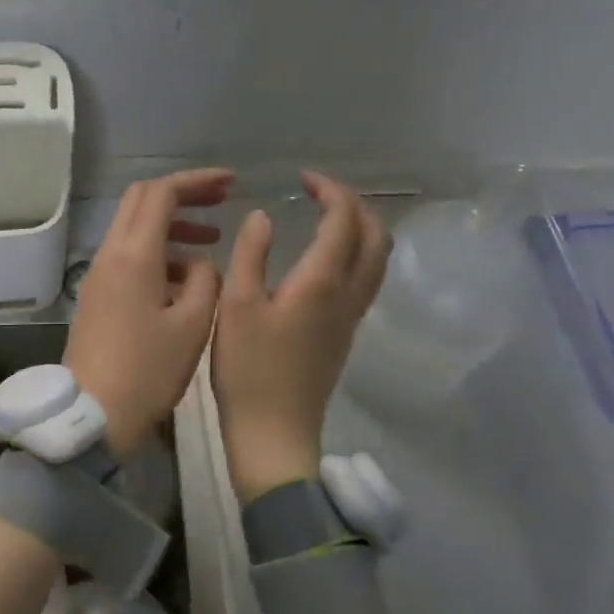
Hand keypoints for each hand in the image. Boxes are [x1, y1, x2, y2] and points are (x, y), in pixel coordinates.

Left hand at [63, 168, 231, 452]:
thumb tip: (199, 264)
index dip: (197, 181)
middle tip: (220, 201)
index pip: (161, 193)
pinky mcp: (97, 296)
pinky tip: (185, 279)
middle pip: (141, 201)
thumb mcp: (192, 324)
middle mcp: (110, 255)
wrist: (93, 414)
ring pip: (134, 229)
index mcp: (134, 255)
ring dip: (172, 227)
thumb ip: (204, 281)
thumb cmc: (148, 370)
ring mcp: (99, 276)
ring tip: (211, 243)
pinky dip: (158, 253)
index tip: (231, 183)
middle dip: (182, 194)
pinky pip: (128, 257)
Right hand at [211, 171, 390, 502]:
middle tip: (321, 192)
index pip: (344, 220)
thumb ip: (251, 254)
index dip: (330, 191)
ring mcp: (351, 318)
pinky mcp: (345, 335)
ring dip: (362, 228)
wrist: (274, 434)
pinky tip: (325, 256)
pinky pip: (366, 279)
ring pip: (377, 260)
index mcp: (322, 282)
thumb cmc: (248, 369)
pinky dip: (356, 252)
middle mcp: (348, 295)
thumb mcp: (236, 305)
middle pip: (376, 237)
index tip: (303, 179)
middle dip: (355, 204)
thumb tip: (264, 216)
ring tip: (328, 216)